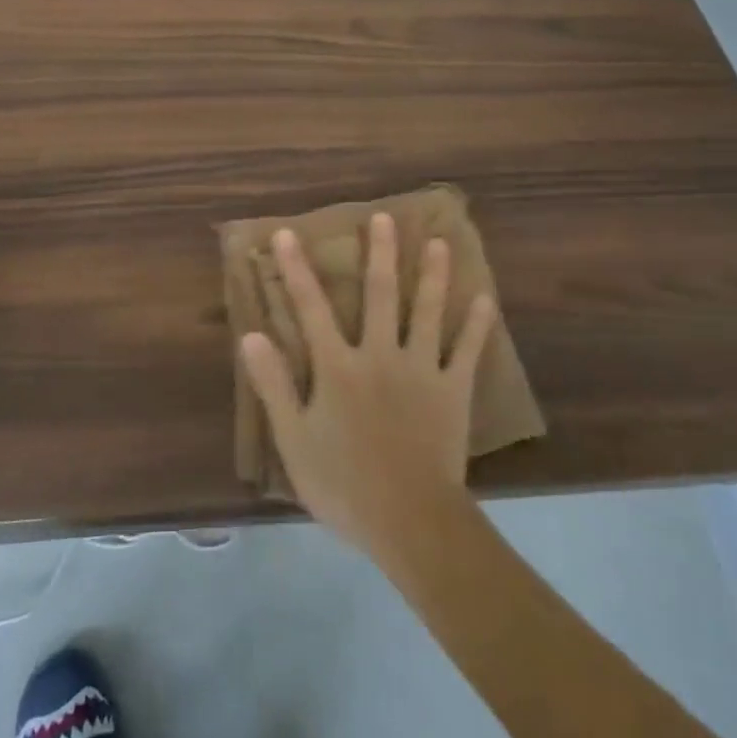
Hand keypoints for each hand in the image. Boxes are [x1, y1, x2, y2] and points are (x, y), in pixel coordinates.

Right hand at [240, 213, 494, 555]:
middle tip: (384, 217)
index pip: (311, 309)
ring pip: (427, 312)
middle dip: (379, 254)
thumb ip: (274, 385)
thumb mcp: (294, 440)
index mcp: (338, 367)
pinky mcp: (452, 390)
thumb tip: (251, 335)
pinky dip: (476, 325)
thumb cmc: (344, 484)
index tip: (286, 234)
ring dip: (432, 275)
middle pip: (380, 295)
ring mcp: (420, 369)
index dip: (297, 270)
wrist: (410, 520)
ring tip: (438, 241)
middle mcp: (380, 355)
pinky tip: (485, 299)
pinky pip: (466, 351)